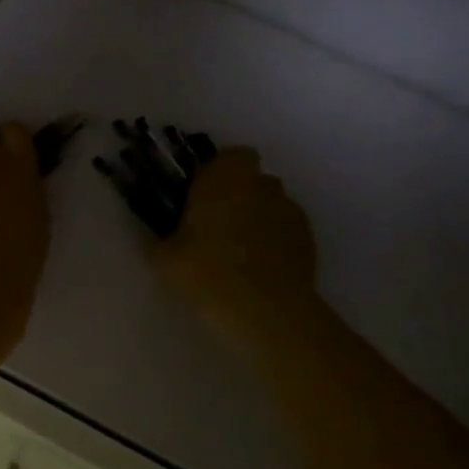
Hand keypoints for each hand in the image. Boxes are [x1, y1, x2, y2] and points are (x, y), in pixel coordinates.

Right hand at [156, 147, 320, 343]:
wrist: (266, 312)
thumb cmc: (207, 272)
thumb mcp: (164, 258)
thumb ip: (161, 239)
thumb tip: (159, 237)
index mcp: (225, 178)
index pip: (231, 156)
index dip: (219, 172)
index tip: (203, 195)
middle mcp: (261, 185)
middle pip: (253, 179)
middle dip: (238, 195)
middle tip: (216, 225)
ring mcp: (290, 212)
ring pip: (272, 204)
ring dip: (258, 217)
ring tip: (240, 252)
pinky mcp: (309, 240)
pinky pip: (286, 230)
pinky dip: (275, 241)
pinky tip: (260, 269)